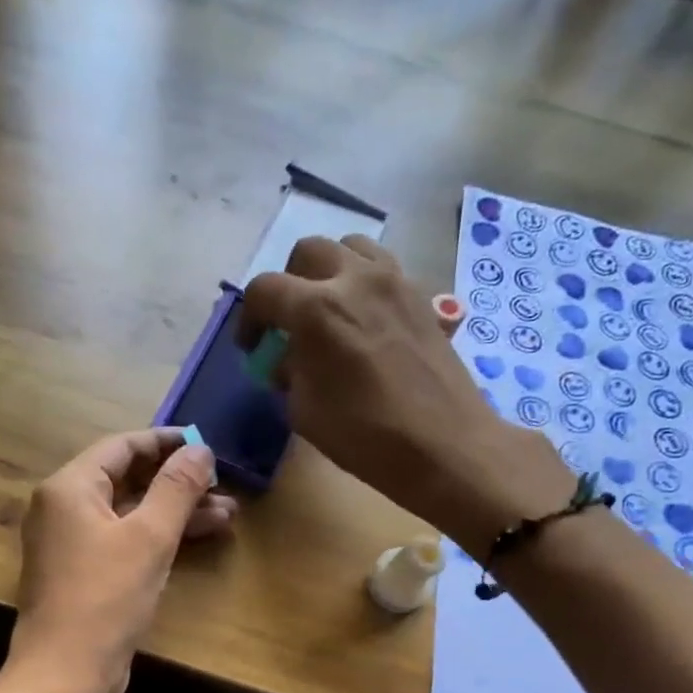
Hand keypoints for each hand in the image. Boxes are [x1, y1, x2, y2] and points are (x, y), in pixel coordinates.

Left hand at [6, 428, 235, 692]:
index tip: (206, 443)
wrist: (65, 674)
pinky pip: (124, 540)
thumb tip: (200, 449)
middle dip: (177, 482)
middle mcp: (65, 508)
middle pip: (126, 478)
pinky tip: (199, 538)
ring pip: (130, 512)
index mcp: (70, 488)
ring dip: (175, 511)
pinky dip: (158, 537)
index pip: (122, 446)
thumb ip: (176, 488)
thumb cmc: (105, 599)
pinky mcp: (84, 572)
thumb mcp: (149, 538)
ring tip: (228, 513)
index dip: (166, 442)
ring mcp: (72, 543)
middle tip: (223, 484)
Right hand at [239, 235, 573, 548]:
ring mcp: (394, 281)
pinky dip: (363, 283)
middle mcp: (354, 279)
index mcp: (316, 309)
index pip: (264, 290)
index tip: (252, 347)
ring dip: (329, 271)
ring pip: (350, 248)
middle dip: (288, 284)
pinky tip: (364, 320)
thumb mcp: (305, 411)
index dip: (249, 318)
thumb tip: (289, 360)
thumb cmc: (365, 435)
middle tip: (289, 322)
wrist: (444, 444)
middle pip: (307, 252)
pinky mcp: (421, 295)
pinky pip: (383, 268)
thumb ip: (290, 374)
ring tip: (328, 308)